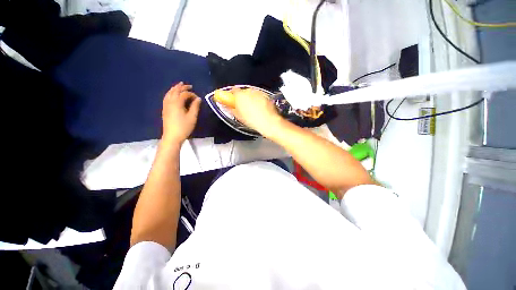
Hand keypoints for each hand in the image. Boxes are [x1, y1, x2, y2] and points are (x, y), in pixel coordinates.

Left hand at [162, 82, 200, 144]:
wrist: (172, 136)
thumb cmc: (184, 127)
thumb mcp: (192, 117)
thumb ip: (195, 107)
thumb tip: (198, 99)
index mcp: (177, 103)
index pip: (184, 94)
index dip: (192, 94)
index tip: (198, 98)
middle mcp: (170, 102)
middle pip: (175, 91)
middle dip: (182, 87)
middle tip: (189, 85)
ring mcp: (166, 106)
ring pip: (169, 93)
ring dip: (175, 88)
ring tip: (179, 86)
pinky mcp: (165, 109)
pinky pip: (166, 97)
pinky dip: (170, 93)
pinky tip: (172, 95)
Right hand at [230, 88, 282, 137]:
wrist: (269, 122)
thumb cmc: (253, 121)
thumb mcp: (239, 117)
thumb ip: (232, 109)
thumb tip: (229, 107)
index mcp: (240, 95)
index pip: (233, 90)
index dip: (232, 96)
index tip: (232, 101)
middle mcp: (249, 91)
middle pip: (243, 92)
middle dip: (242, 98)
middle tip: (242, 107)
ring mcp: (259, 92)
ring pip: (252, 94)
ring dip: (250, 99)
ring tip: (252, 110)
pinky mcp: (266, 95)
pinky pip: (259, 96)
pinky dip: (258, 100)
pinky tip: (259, 109)